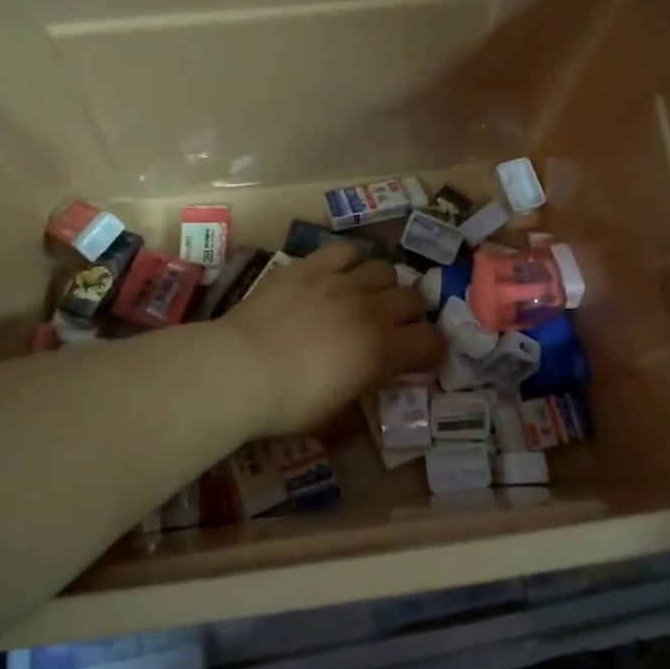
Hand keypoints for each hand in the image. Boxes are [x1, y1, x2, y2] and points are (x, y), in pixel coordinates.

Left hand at [219, 244, 443, 438]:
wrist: (238, 370)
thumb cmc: (287, 404)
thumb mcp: (332, 417)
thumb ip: (360, 400)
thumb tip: (368, 391)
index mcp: (382, 352)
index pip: (431, 341)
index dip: (430, 350)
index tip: (419, 358)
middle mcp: (370, 310)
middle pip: (413, 298)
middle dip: (410, 315)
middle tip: (392, 327)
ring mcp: (340, 283)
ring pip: (384, 269)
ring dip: (383, 286)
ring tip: (366, 298)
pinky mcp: (310, 266)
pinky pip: (346, 251)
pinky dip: (351, 262)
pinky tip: (339, 275)